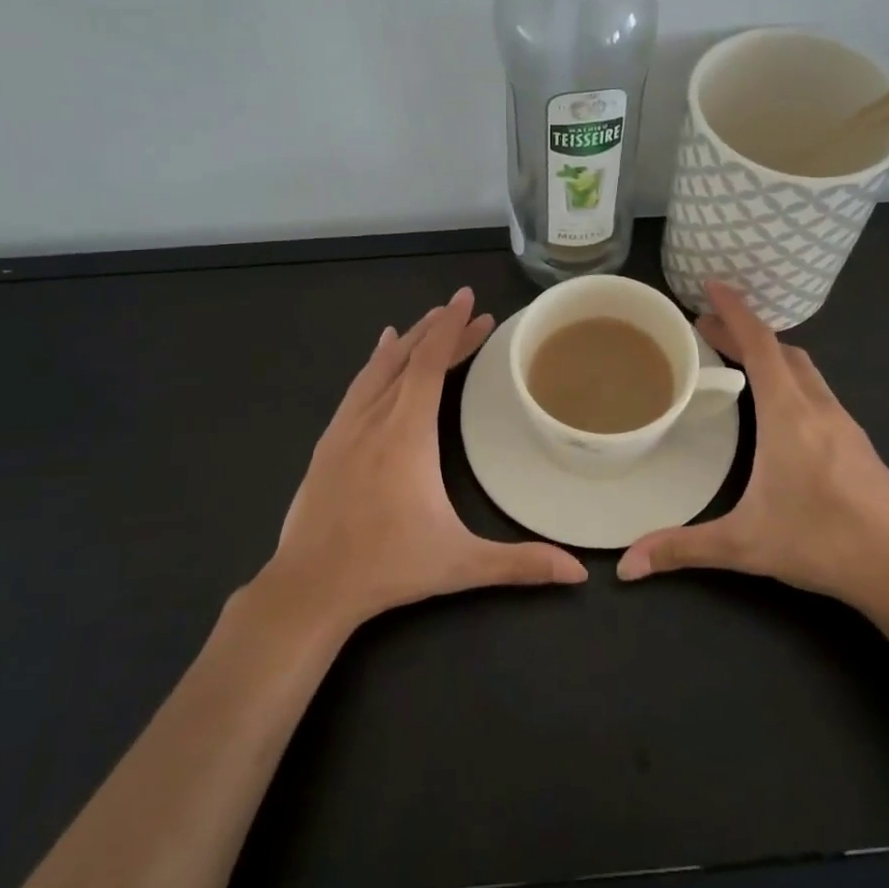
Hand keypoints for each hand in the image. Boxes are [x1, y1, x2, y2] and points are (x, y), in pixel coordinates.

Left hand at [261, 287, 586, 634]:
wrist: (309, 588)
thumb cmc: (388, 567)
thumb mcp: (460, 564)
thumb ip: (521, 563)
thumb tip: (579, 574)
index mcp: (408, 433)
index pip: (430, 363)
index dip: (452, 328)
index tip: (469, 299)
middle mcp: (375, 419)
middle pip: (409, 358)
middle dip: (441, 331)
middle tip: (471, 313)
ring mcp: (345, 429)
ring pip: (379, 368)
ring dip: (409, 341)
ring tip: (431, 321)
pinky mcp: (327, 443)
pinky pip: (356, 387)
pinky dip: (375, 363)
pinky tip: (379, 354)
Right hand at [616, 280, 888, 624]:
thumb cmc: (819, 543)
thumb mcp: (742, 545)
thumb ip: (681, 548)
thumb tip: (625, 565)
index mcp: (788, 415)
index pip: (760, 345)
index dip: (735, 311)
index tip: (712, 285)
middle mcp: (818, 407)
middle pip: (781, 350)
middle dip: (744, 331)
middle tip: (706, 326)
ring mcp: (844, 422)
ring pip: (804, 369)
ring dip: (770, 353)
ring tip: (737, 357)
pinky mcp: (857, 441)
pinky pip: (818, 390)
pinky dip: (791, 377)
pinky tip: (780, 405)